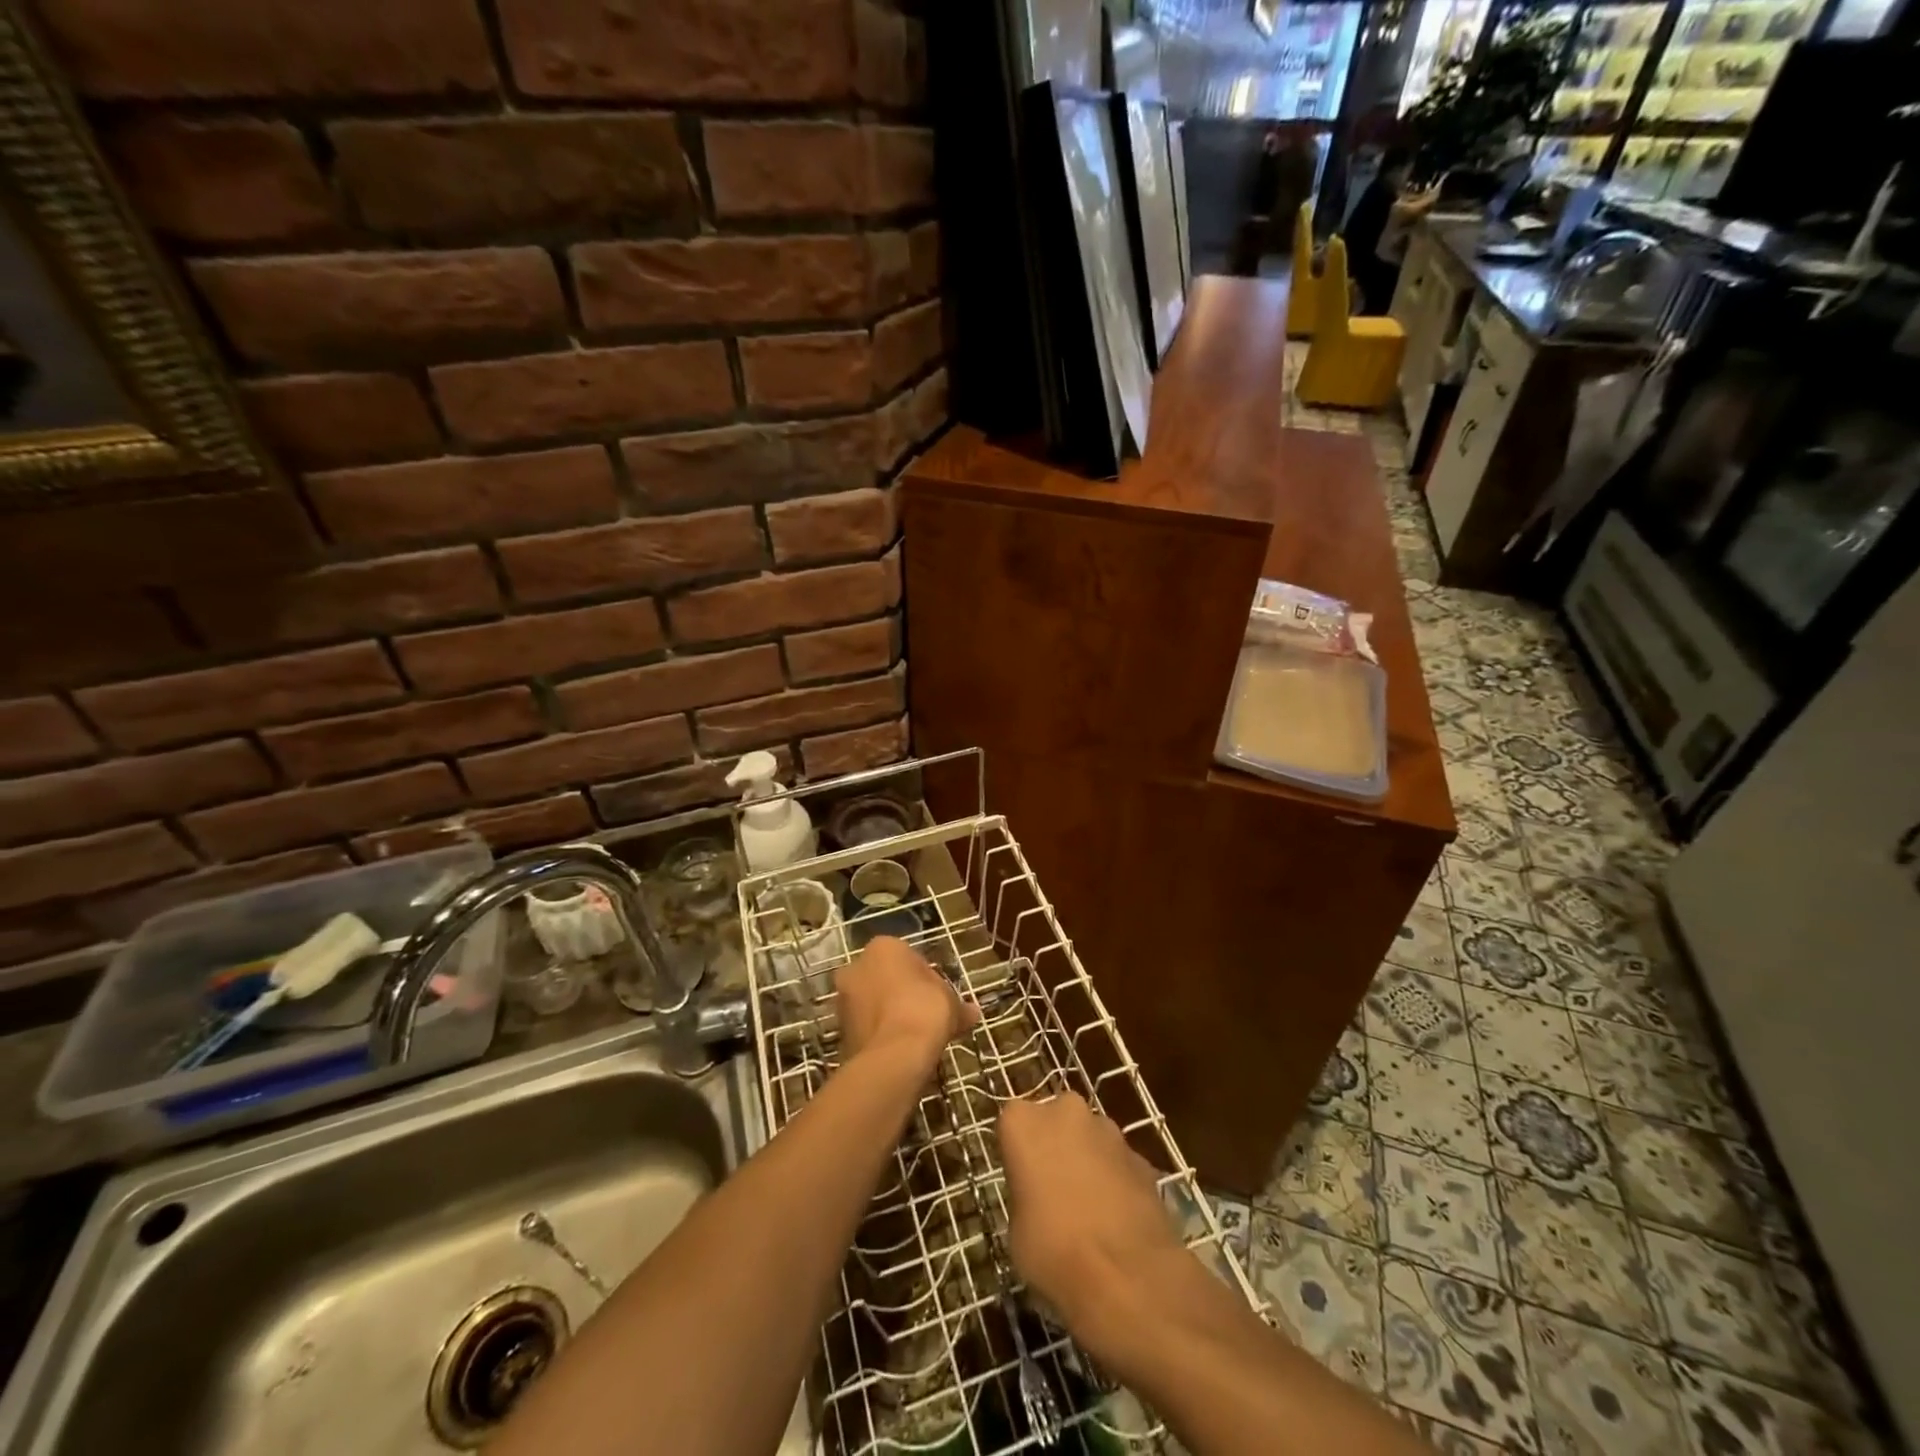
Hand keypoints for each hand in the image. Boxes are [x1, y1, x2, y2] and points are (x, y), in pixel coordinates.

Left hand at [836, 935, 974, 1068]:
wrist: (894, 1055)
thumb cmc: (925, 1011)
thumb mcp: (951, 1003)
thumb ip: (958, 1005)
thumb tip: (972, 1012)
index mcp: (883, 947)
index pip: (907, 957)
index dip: (925, 977)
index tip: (937, 996)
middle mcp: (856, 966)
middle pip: (884, 978)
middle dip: (901, 993)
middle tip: (925, 1015)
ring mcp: (843, 998)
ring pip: (871, 1002)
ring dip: (888, 1015)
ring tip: (913, 1037)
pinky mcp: (838, 1029)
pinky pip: (866, 1026)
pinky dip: (879, 1035)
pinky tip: (898, 1050)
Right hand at [998, 1094, 1182, 1363]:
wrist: (1127, 1277)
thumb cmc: (1053, 1251)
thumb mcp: (1016, 1230)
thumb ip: (1025, 1195)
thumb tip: (1040, 1199)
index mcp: (1023, 1121)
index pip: (1013, 1124)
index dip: (1018, 1153)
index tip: (1021, 1181)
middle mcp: (1065, 1111)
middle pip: (1056, 1121)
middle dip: (1056, 1145)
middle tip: (1054, 1189)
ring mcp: (1108, 1129)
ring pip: (1090, 1137)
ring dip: (1088, 1160)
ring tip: (1089, 1208)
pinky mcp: (1142, 1155)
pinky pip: (1119, 1162)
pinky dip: (1116, 1180)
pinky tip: (1118, 1219)